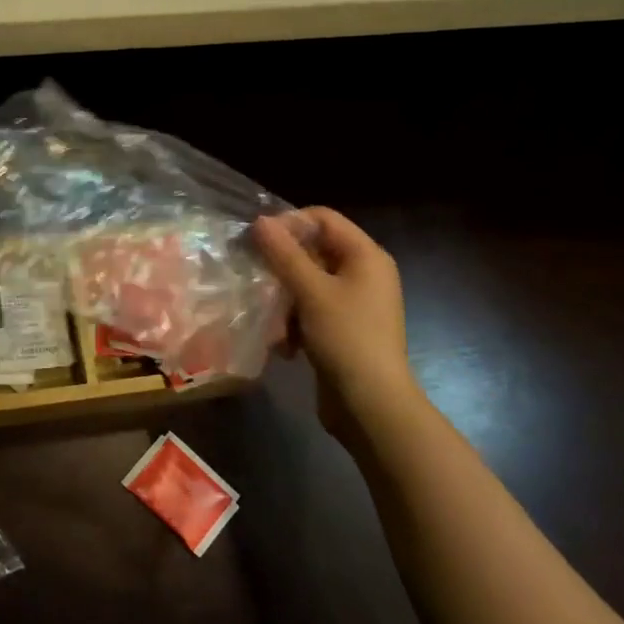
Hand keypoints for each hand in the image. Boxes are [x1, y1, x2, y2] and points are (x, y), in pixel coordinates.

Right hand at [254, 208, 415, 442]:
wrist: (372, 406)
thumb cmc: (346, 338)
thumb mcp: (312, 292)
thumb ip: (284, 254)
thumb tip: (260, 221)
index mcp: (366, 256)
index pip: (323, 218)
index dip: (290, 222)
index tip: (257, 240)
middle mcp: (363, 274)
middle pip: (314, 249)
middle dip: (282, 262)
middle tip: (252, 272)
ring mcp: (354, 303)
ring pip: (308, 282)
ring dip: (283, 295)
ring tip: (265, 312)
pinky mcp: (343, 329)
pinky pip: (311, 309)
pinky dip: (294, 320)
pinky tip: (282, 341)